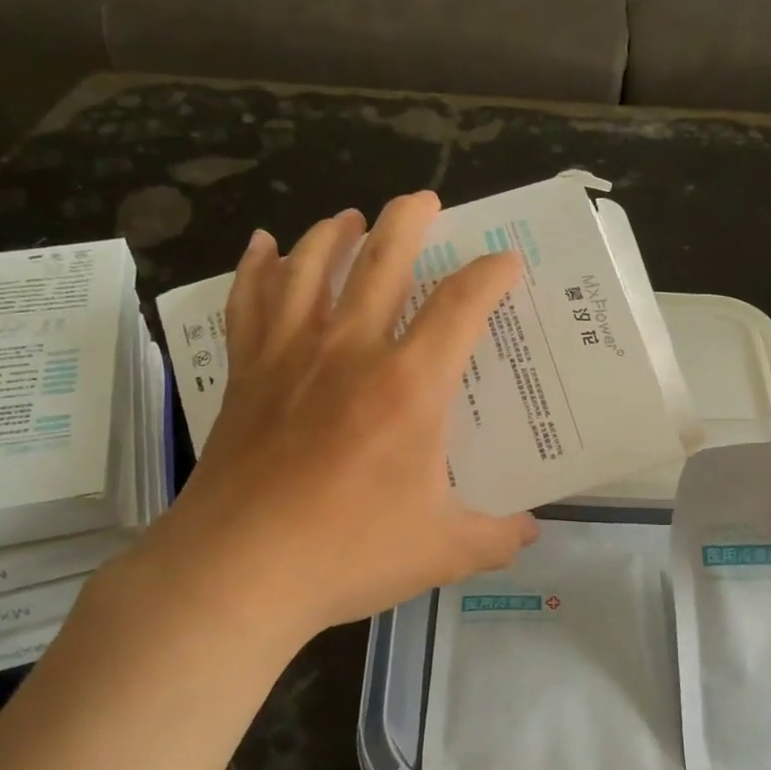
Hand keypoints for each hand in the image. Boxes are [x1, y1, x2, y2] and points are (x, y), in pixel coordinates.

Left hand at [117, 192, 537, 653]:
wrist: (237, 571)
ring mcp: (291, 356)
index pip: (460, 305)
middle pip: (382, 262)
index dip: (490, 275)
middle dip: (408, 221)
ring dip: (335, 233)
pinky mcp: (247, 375)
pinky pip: (249, 303)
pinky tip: (262, 246)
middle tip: (423, 199)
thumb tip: (532, 531)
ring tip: (349, 216)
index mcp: (410, 385)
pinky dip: (257, 269)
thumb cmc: (348, 552)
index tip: (507, 262)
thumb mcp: (444, 550)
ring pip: (311, 268)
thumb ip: (498, 537)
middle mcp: (351, 351)